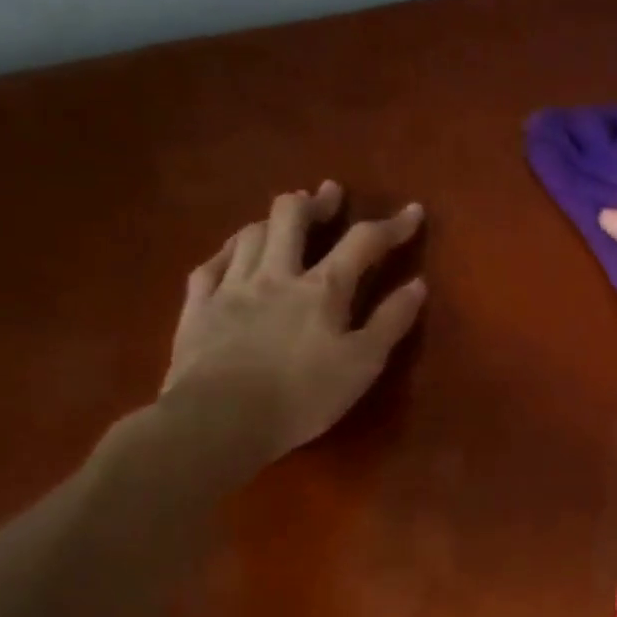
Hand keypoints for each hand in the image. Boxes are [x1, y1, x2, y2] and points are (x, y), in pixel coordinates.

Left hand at [160, 183, 425, 469]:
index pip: (363, 242)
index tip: (413, 211)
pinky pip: (210, 264)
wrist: (219, 421)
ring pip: (250, 233)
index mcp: (322, 289)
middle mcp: (275, 274)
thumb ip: (391, 322)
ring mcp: (231, 287)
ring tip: (284, 220)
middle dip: (315, 201)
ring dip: (272, 220)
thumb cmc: (302, 396)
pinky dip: (228, 250)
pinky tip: (233, 252)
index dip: (392, 224)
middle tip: (329, 196)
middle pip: (292, 217)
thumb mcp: (362, 365)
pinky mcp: (198, 307)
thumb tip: (418, 284)